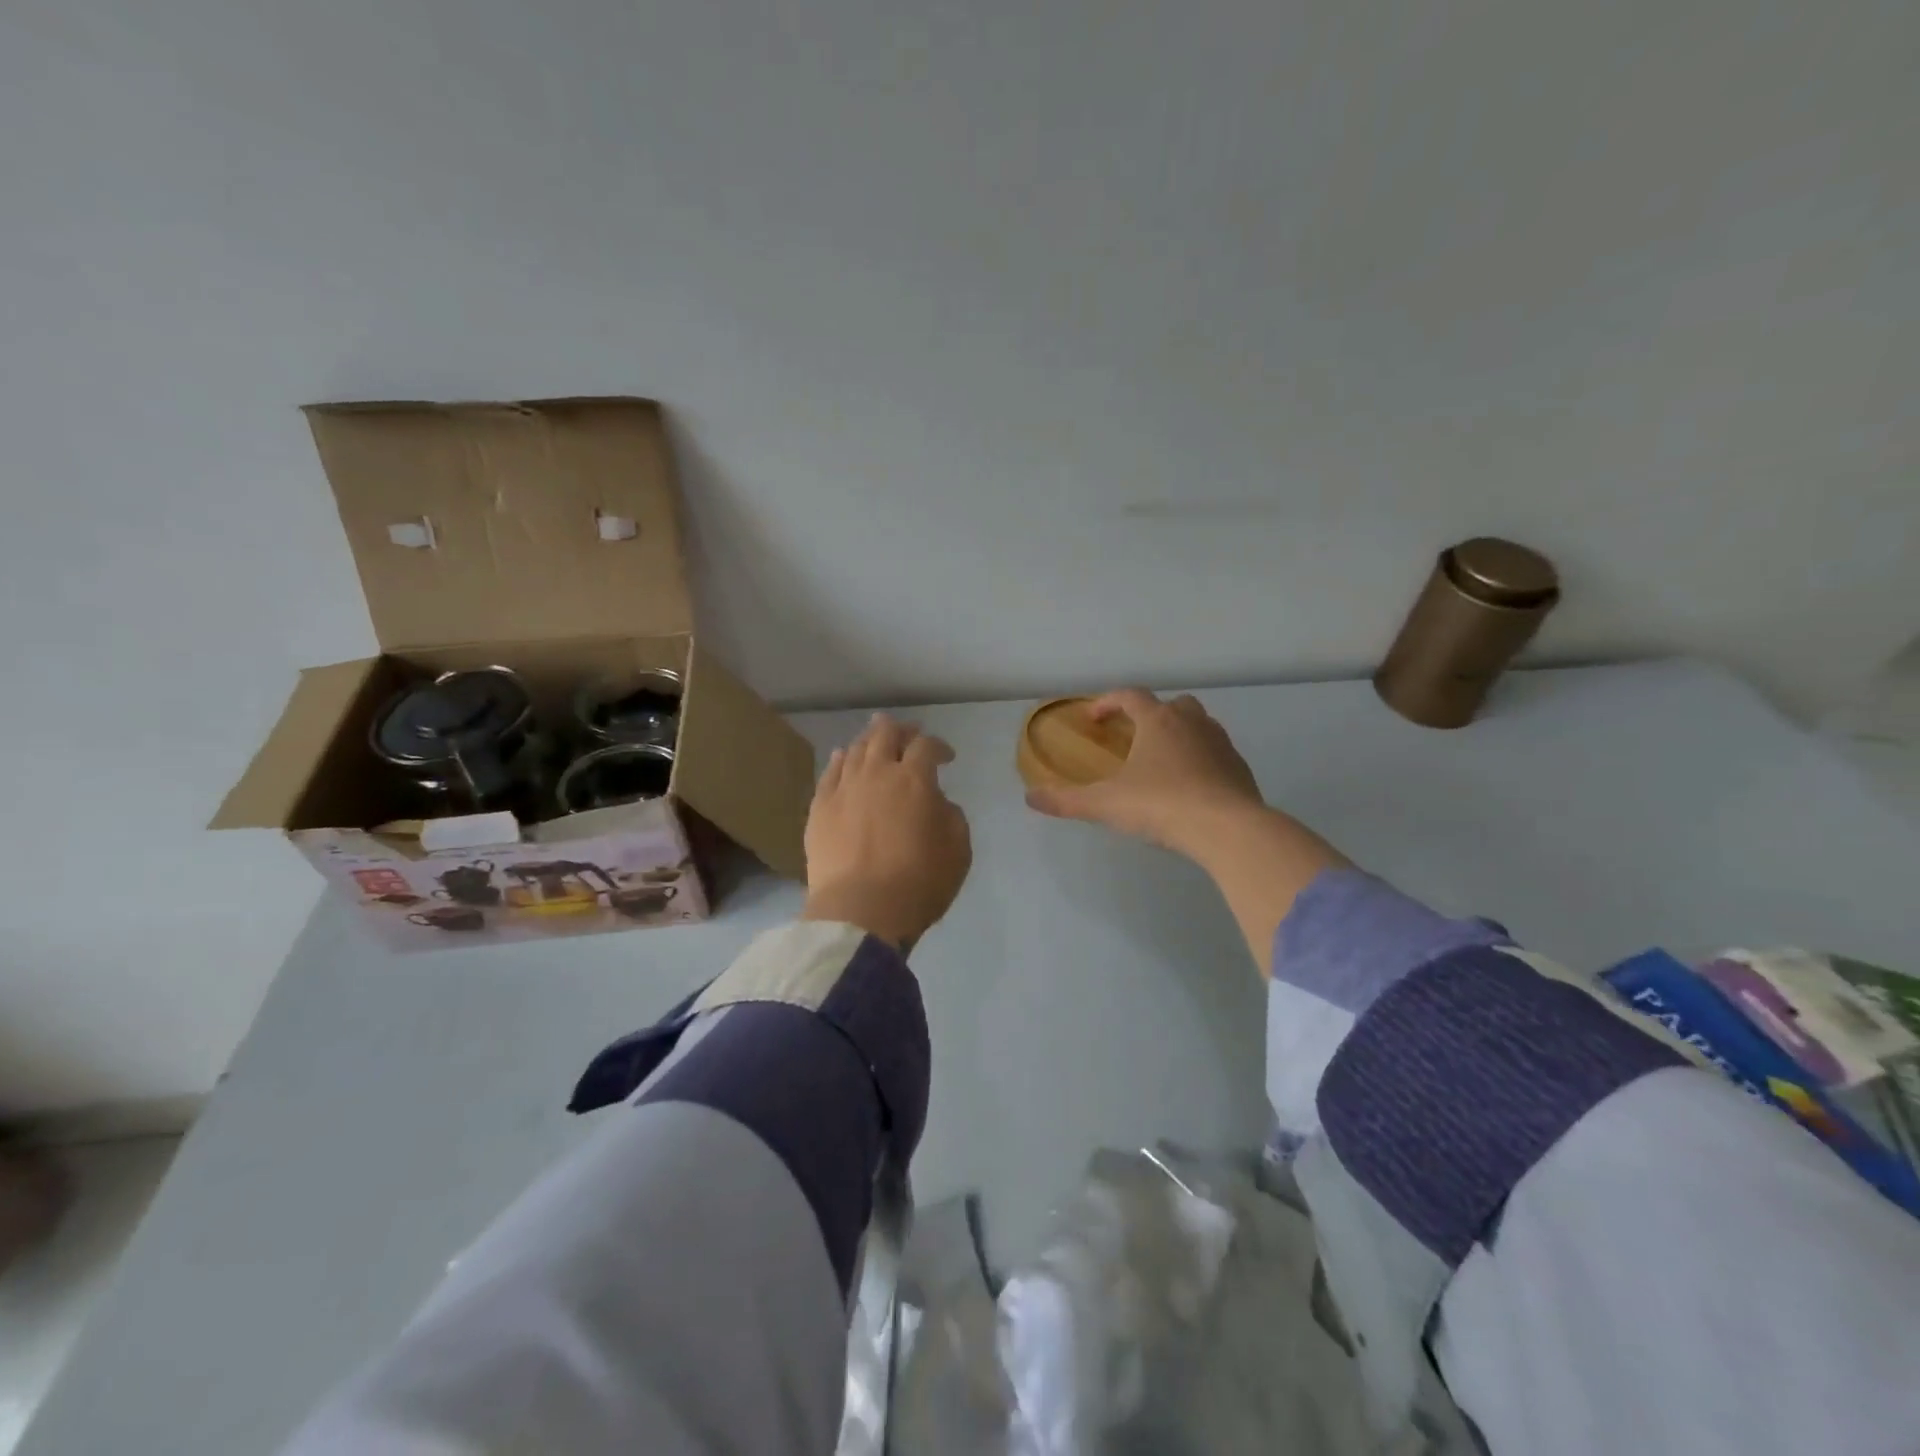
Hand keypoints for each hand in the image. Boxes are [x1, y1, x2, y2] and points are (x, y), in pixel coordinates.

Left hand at [801, 714, 972, 952]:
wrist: (860, 912)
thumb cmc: (918, 883)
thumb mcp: (958, 851)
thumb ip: (951, 816)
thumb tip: (936, 801)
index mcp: (914, 780)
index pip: (926, 746)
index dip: (939, 746)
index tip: (946, 758)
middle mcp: (876, 773)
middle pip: (886, 735)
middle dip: (901, 730)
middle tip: (909, 734)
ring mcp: (843, 789)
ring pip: (856, 749)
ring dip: (871, 740)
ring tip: (877, 739)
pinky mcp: (819, 808)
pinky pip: (830, 772)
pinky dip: (841, 760)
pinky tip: (844, 758)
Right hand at [1027, 688, 1349, 976]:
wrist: (1228, 829)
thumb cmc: (1161, 805)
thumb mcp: (1106, 804)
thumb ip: (1066, 800)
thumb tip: (1030, 797)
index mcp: (1158, 721)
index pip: (1130, 696)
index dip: (1108, 702)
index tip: (1094, 718)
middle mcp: (1192, 723)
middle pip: (1172, 704)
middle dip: (1151, 715)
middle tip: (1135, 736)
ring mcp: (1221, 744)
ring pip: (1199, 726)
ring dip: (1179, 735)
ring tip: (1163, 762)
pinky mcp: (1240, 769)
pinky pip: (1216, 754)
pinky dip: (1201, 760)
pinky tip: (1190, 787)